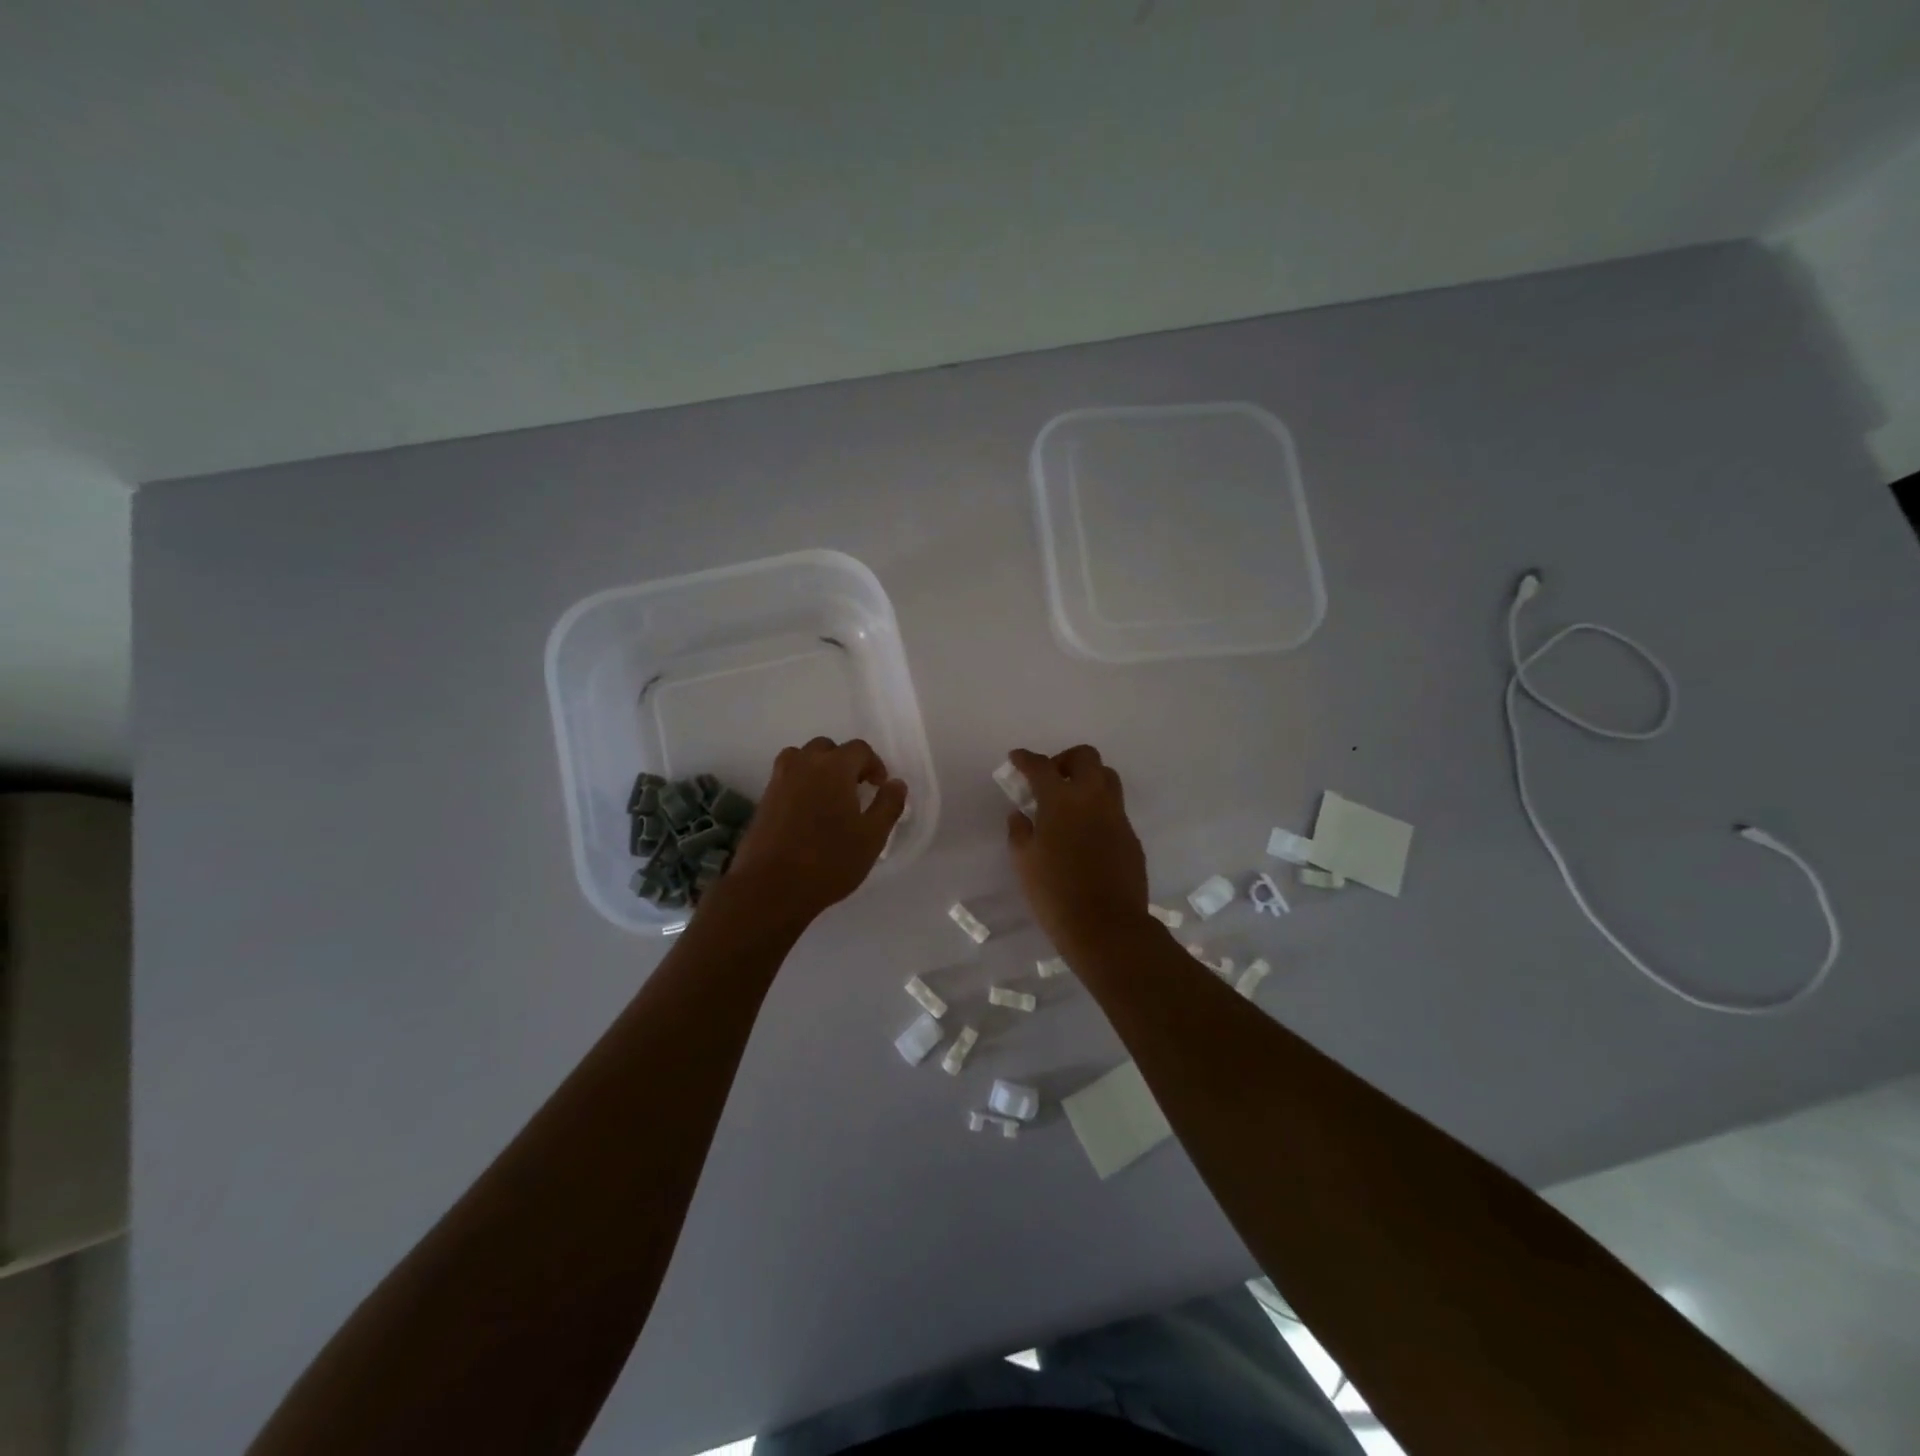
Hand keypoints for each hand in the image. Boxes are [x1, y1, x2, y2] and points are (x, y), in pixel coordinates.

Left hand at [721, 737, 907, 927]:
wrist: (770, 888)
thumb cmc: (829, 861)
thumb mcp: (872, 837)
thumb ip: (888, 805)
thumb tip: (896, 783)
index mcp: (834, 768)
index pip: (859, 749)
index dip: (874, 764)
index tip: (879, 787)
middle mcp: (804, 764)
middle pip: (827, 748)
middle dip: (845, 763)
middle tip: (855, 790)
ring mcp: (779, 780)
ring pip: (802, 758)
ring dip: (819, 769)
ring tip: (829, 797)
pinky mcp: (764, 799)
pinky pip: (787, 778)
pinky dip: (801, 784)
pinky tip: (808, 813)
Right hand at [1005, 745, 1150, 953]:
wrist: (1106, 926)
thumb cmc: (1055, 892)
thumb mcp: (1023, 861)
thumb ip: (1019, 831)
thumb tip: (1021, 814)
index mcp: (1061, 800)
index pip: (1041, 766)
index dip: (1026, 759)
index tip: (1017, 759)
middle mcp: (1093, 798)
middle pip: (1086, 757)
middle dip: (1066, 759)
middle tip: (1051, 779)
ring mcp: (1117, 816)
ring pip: (1107, 778)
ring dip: (1088, 779)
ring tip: (1071, 802)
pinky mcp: (1131, 837)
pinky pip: (1115, 809)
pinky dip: (1098, 809)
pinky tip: (1086, 834)